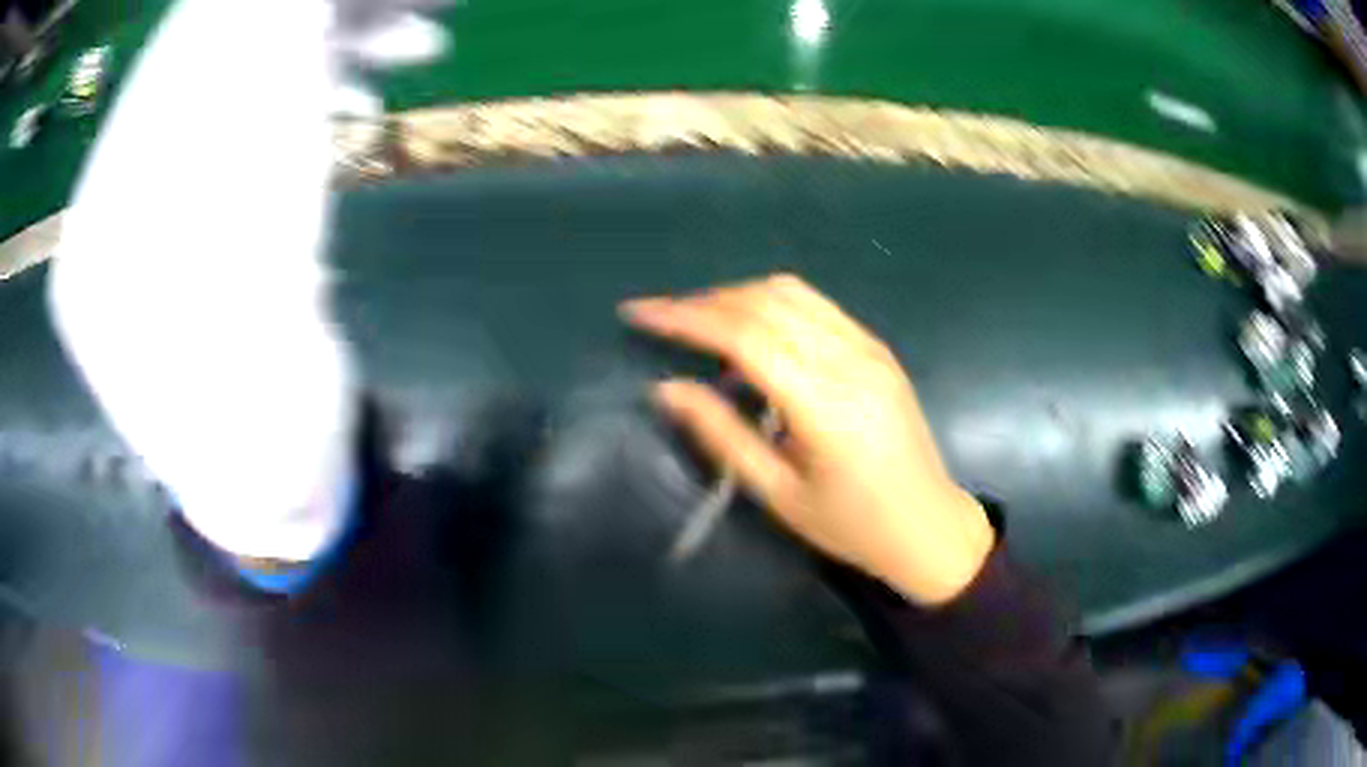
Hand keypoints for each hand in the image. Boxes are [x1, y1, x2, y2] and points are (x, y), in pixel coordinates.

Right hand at [621, 274, 993, 605]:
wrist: (928, 526)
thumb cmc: (851, 526)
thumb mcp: (778, 494)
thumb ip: (721, 435)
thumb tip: (665, 388)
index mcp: (826, 405)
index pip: (743, 337)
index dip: (685, 318)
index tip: (638, 312)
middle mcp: (851, 360)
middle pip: (765, 302)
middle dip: (704, 301)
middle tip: (660, 318)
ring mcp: (870, 348)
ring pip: (791, 293)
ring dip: (736, 296)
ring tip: (698, 322)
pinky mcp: (877, 348)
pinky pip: (816, 305)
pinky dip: (771, 304)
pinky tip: (751, 332)